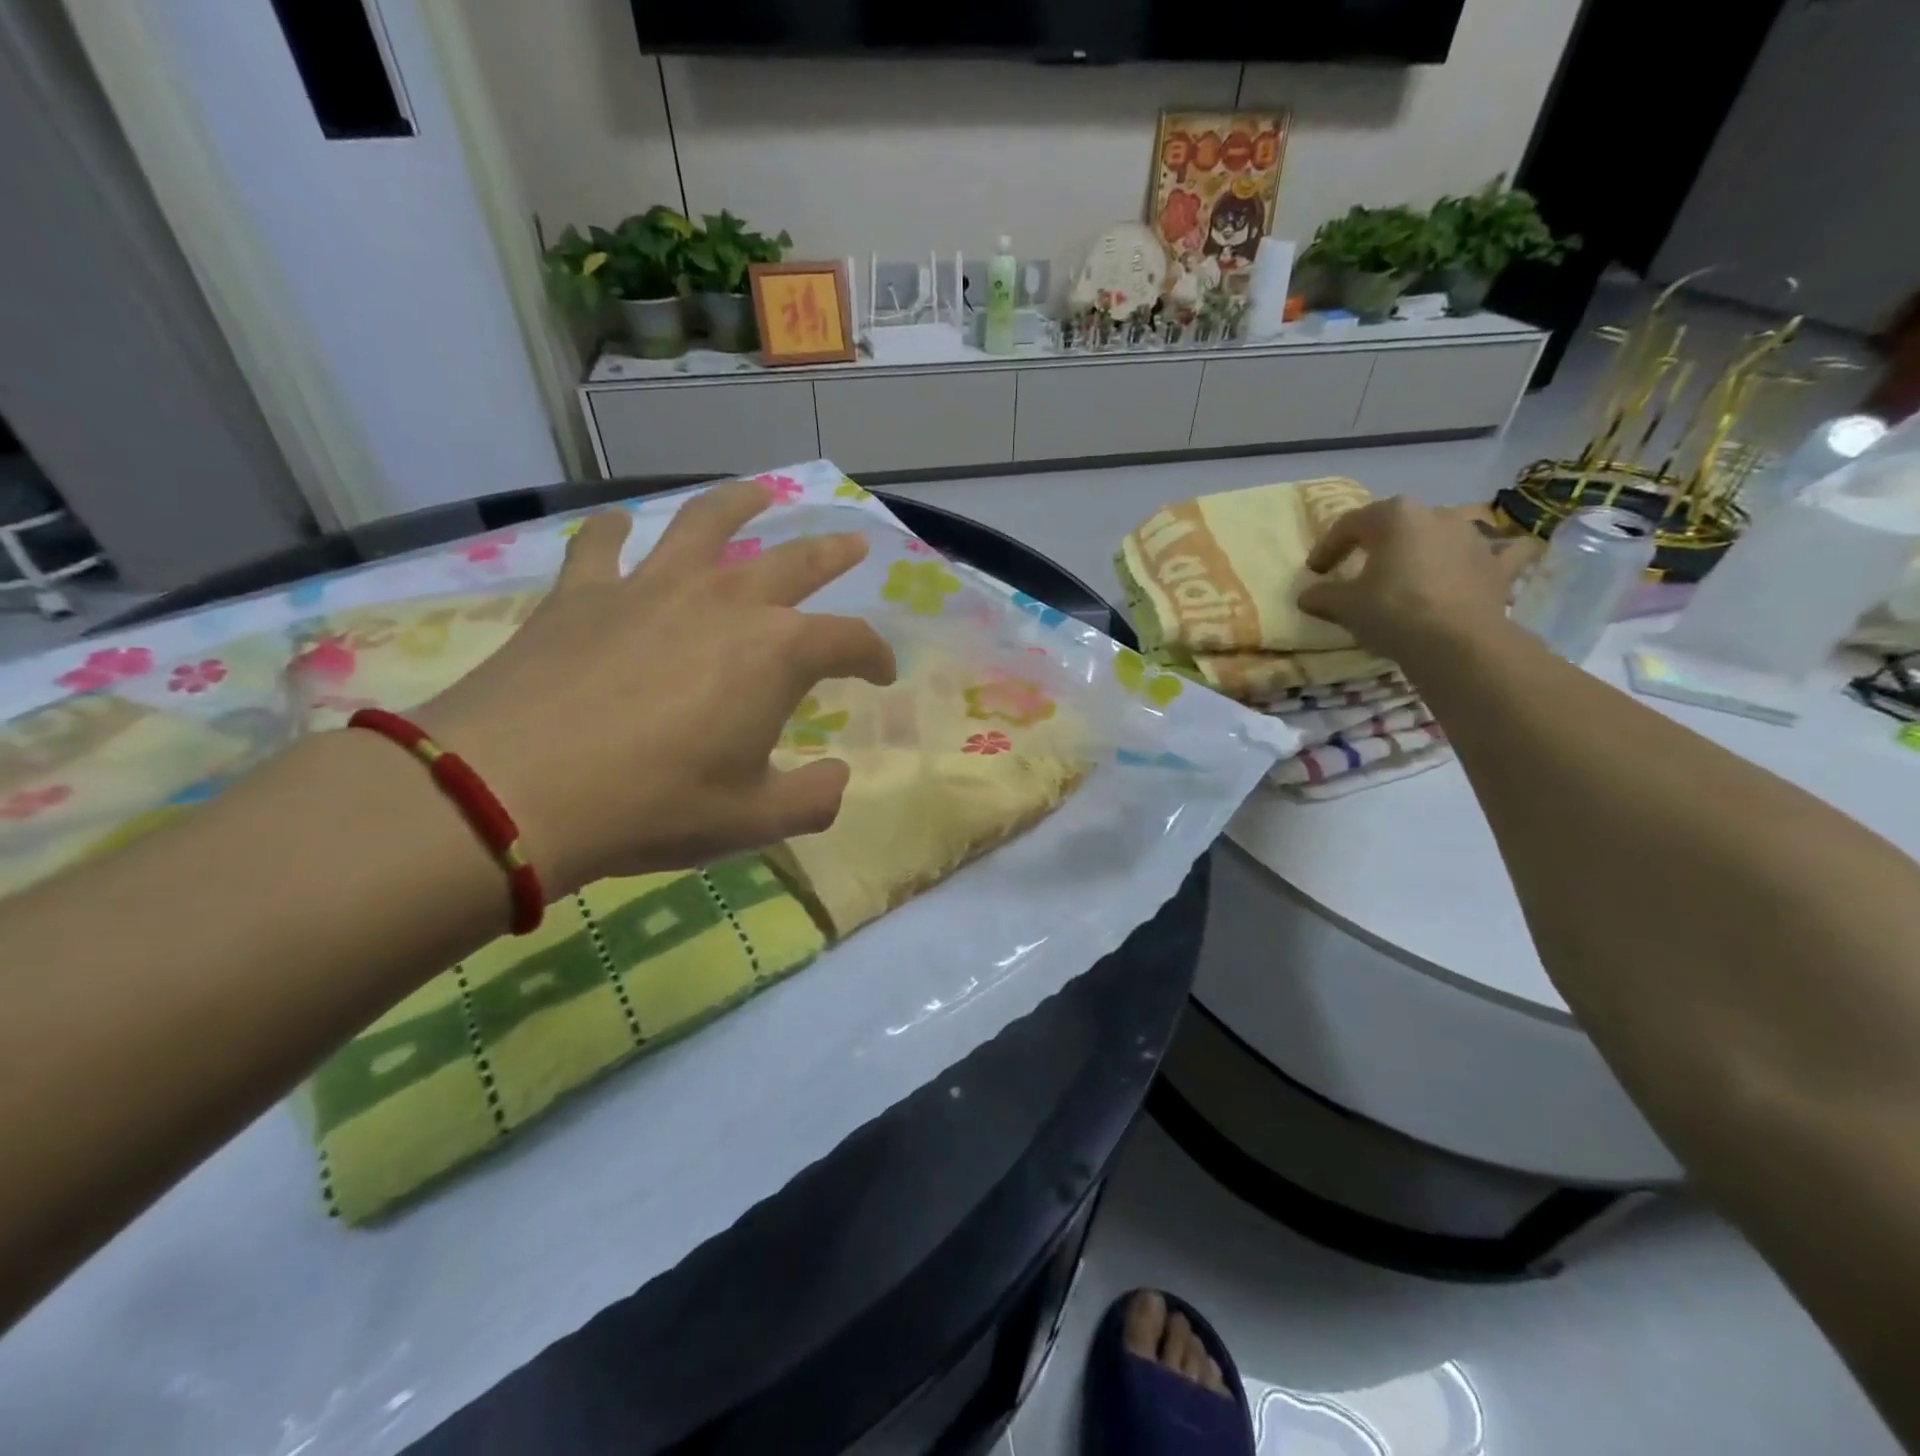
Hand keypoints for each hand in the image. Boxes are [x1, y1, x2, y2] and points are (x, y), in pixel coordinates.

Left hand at [416, 480, 895, 892]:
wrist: (514, 790)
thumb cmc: (653, 805)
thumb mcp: (753, 820)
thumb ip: (813, 799)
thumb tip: (838, 778)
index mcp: (776, 653)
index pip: (850, 640)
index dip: (876, 655)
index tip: (883, 674)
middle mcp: (724, 602)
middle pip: (794, 562)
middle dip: (831, 553)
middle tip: (853, 542)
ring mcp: (650, 587)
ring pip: (705, 524)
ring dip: (739, 504)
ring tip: (759, 492)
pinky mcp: (582, 593)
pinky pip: (600, 544)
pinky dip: (612, 530)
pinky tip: (616, 525)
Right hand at [1297, 498, 1530, 662]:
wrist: (1456, 642)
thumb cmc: (1392, 611)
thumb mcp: (1344, 605)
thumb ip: (1322, 595)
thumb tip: (1307, 596)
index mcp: (1394, 515)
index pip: (1350, 525)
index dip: (1327, 548)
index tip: (1315, 572)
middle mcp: (1436, 514)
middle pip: (1396, 525)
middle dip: (1376, 544)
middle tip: (1358, 570)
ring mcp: (1473, 537)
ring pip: (1441, 535)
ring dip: (1424, 549)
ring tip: (1408, 574)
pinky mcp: (1498, 565)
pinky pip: (1498, 553)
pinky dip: (1491, 557)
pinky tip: (1489, 562)